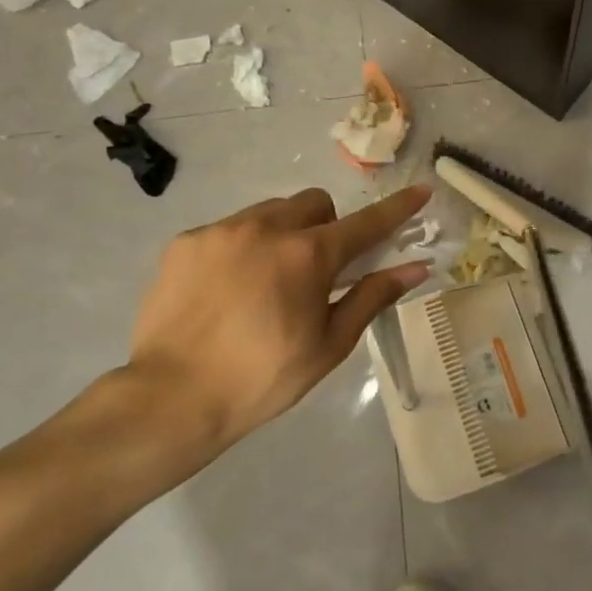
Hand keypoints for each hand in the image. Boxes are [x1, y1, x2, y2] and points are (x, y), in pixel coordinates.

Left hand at [120, 185, 431, 472]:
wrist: (171, 398)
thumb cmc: (262, 378)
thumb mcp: (328, 345)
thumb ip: (372, 297)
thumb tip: (415, 268)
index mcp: (309, 255)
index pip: (367, 222)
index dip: (398, 208)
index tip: (420, 191)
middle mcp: (267, 227)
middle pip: (314, 203)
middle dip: (326, 227)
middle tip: (316, 270)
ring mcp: (222, 230)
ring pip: (270, 211)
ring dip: (282, 233)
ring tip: (265, 282)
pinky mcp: (186, 241)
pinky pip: (229, 229)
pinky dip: (241, 248)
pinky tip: (226, 290)